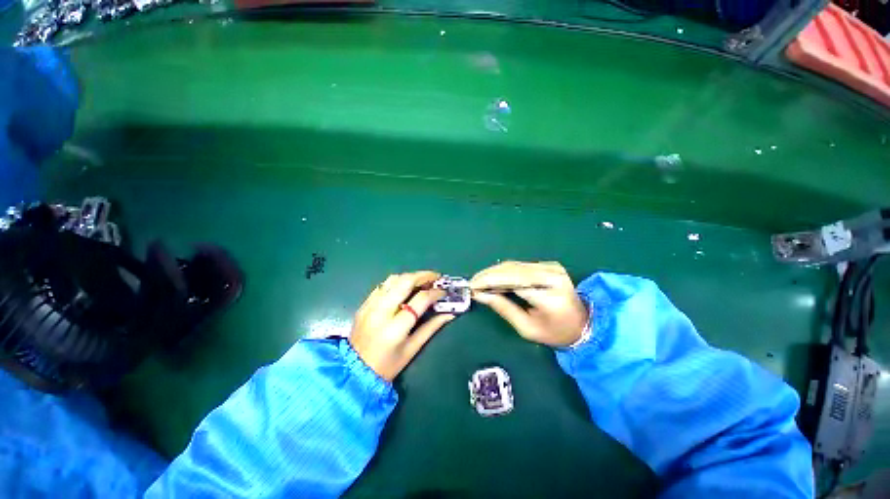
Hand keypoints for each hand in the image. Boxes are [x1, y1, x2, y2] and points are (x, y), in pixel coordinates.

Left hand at [350, 271, 454, 380]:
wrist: (355, 372)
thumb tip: (450, 314)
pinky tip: (404, 288)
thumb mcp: (412, 349)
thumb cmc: (388, 365)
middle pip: (405, 282)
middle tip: (436, 277)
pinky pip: (382, 286)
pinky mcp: (364, 305)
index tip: (444, 291)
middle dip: (423, 275)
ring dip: (410, 277)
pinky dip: (396, 283)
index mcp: (396, 328)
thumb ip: (432, 327)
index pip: (420, 299)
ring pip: (393, 279)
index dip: (435, 292)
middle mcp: (381, 312)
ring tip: (422, 281)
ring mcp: (370, 306)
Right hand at [470, 261, 588, 347]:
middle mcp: (551, 275)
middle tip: (472, 283)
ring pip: (514, 265)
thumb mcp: (527, 328)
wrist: (584, 323)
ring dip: (494, 272)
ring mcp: (551, 267)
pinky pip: (520, 265)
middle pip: (512, 269)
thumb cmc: (555, 332)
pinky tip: (494, 279)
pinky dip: (504, 272)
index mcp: (549, 295)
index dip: (489, 282)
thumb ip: (503, 308)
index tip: (472, 287)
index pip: (513, 282)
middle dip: (488, 275)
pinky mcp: (548, 264)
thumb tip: (480, 295)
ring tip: (479, 282)